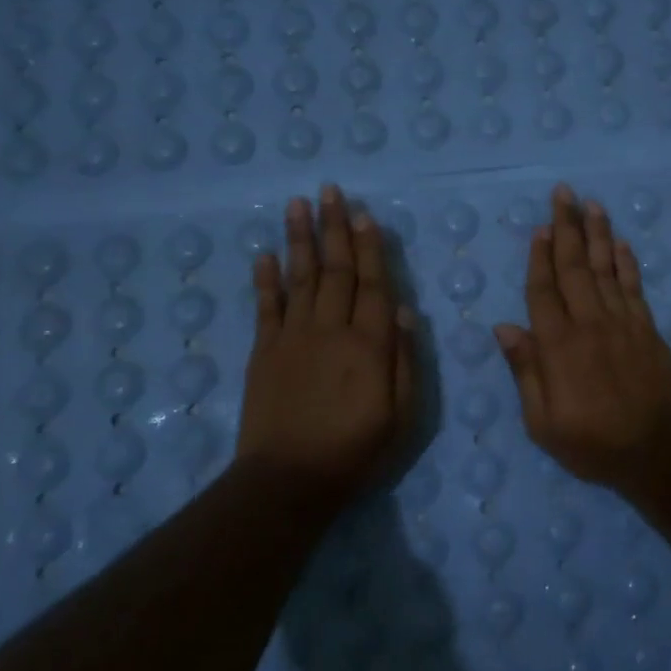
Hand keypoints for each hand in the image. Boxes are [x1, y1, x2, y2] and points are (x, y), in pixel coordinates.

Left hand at [237, 186, 416, 514]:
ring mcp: (292, 338)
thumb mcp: (404, 416)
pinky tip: (264, 254)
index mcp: (369, 345)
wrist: (289, 480)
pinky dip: (265, 279)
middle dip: (335, 228)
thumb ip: (405, 361)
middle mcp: (331, 330)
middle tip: (330, 191)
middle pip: (336, 271)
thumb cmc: (357, 451)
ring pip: (299, 278)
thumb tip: (406, 312)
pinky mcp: (264, 353)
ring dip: (299, 239)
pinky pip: (266, 307)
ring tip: (297, 204)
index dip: (372, 248)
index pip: (375, 285)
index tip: (365, 215)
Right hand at [495, 185, 670, 492]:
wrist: (654, 451)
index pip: (543, 290)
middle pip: (575, 267)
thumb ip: (525, 371)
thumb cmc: (590, 443)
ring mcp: (623, 324)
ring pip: (606, 269)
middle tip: (564, 193)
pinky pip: (635, 287)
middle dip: (568, 227)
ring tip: (593, 204)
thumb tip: (504, 328)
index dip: (540, 256)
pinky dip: (627, 263)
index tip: (541, 227)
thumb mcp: (542, 422)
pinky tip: (621, 244)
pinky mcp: (648, 330)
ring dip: (598, 234)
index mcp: (558, 346)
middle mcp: (590, 324)